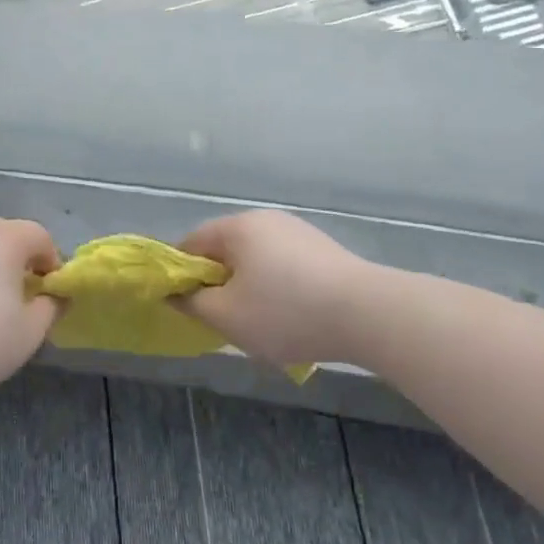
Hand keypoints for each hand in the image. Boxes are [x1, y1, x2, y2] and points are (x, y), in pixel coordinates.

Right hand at [176, 210, 372, 367]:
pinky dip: (276, 289)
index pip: (190, 243)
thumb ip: (191, 303)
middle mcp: (266, 220)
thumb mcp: (226, 316)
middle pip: (225, 250)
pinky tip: (290, 317)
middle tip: (220, 318)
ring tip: (258, 323)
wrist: (368, 314)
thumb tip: (175, 294)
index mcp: (237, 227)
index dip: (180, 274)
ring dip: (247, 288)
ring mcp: (298, 232)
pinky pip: (282, 267)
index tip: (185, 305)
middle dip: (217, 283)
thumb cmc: (285, 312)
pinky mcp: (323, 250)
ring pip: (255, 261)